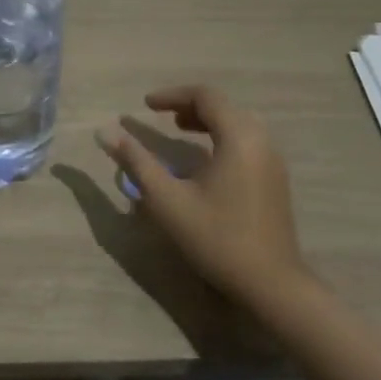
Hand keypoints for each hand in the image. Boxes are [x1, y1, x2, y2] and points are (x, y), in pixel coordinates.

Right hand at [98, 85, 309, 306]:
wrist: (271, 284)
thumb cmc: (216, 238)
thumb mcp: (167, 200)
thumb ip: (136, 162)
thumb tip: (105, 132)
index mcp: (239, 138)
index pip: (206, 96)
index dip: (172, 95)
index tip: (144, 106)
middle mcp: (261, 141)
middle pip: (224, 106)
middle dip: (189, 105)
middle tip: (161, 117)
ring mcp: (273, 161)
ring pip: (238, 123)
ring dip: (207, 120)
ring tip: (179, 131)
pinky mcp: (276, 179)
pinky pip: (247, 140)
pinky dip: (222, 136)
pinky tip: (204, 160)